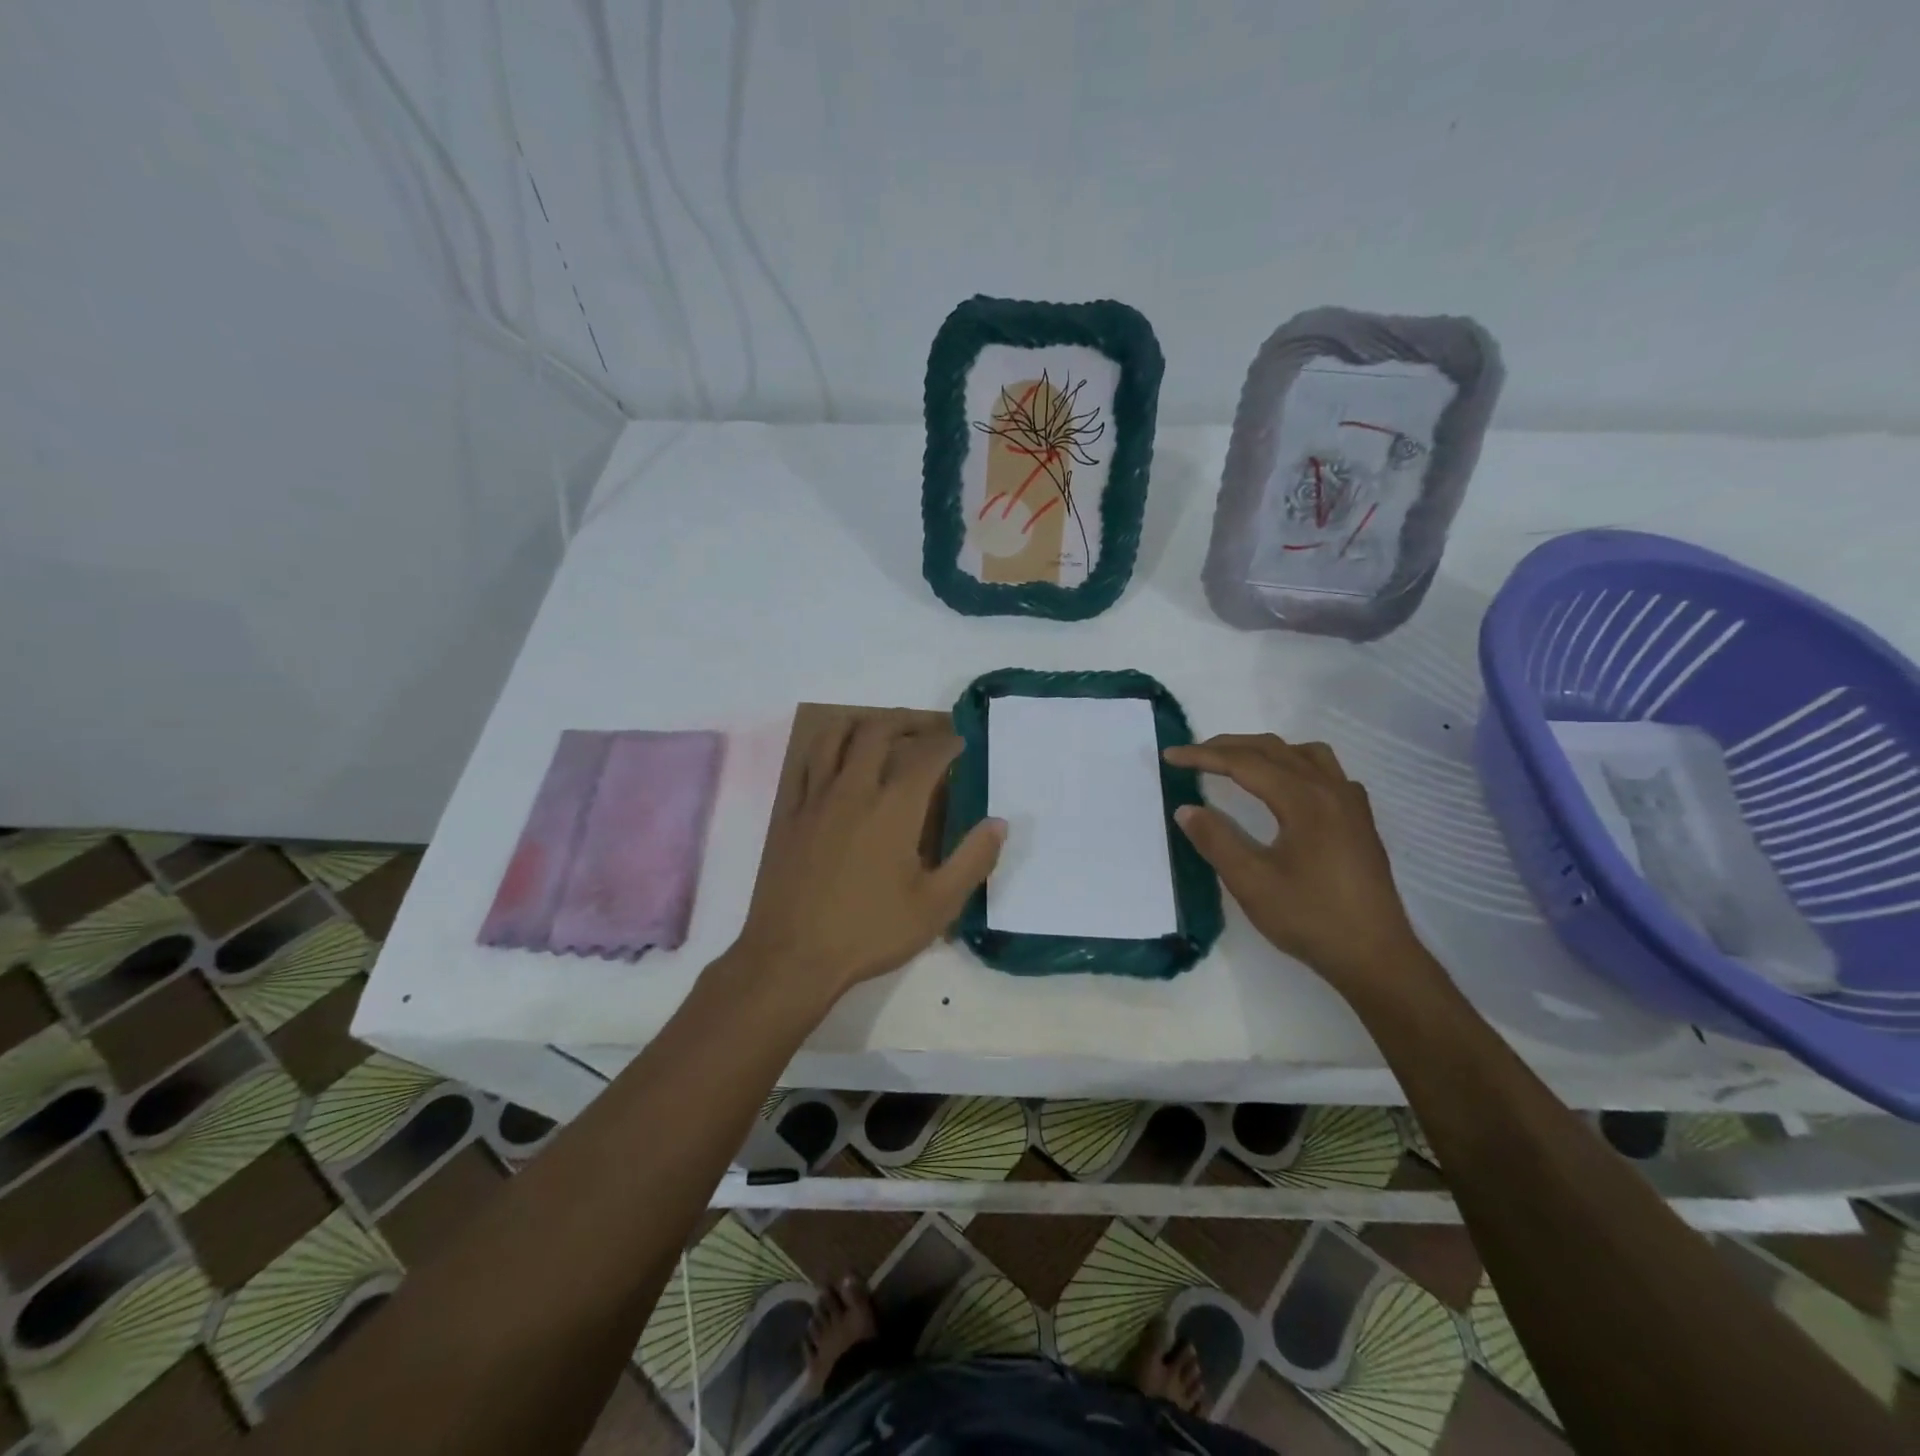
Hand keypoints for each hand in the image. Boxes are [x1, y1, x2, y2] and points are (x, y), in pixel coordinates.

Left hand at [732, 718, 1005, 1004]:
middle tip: (927, 730)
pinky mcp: (791, 814)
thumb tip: (999, 823)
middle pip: (878, 731)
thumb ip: (972, 860)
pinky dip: (827, 749)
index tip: (960, 742)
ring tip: (881, 731)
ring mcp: (816, 799)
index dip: (947, 743)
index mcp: (894, 808)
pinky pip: (807, 763)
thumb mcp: (936, 905)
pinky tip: (836, 763)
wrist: (793, 955)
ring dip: (862, 724)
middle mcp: (853, 790)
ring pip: (834, 736)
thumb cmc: (870, 931)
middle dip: (907, 722)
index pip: (926, 756)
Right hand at [1163, 734, 1433, 996]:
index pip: (1245, 763)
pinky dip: (1297, 766)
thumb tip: (1186, 809)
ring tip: (1239, 764)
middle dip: (1229, 746)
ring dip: (1266, 751)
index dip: (1203, 756)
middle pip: (1274, 750)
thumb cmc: (1310, 918)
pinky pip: (1327, 773)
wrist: (1376, 957)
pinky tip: (1288, 790)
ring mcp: (1351, 804)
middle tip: (1194, 755)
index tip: (1170, 756)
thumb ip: (1216, 840)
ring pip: (1306, 754)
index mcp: (1304, 800)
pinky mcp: (1360, 822)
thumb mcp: (1251, 882)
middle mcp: (1331, 790)